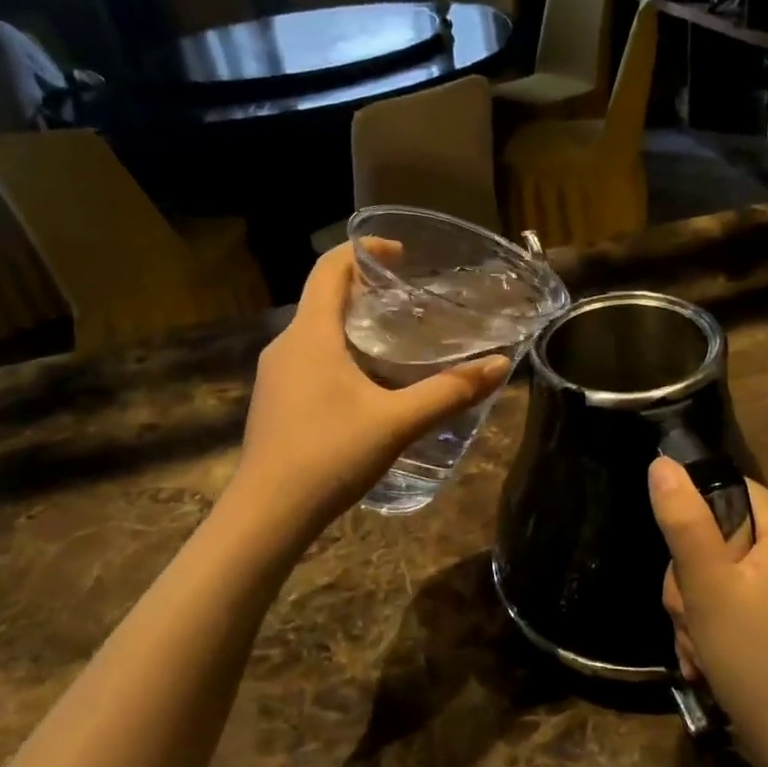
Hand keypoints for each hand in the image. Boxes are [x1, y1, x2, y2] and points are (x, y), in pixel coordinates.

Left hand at [234, 244, 508, 538]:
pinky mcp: (275, 400)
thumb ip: (449, 392)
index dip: (364, 251)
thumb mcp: (397, 422)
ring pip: (317, 332)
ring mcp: (275, 374)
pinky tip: (369, 384)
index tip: (401, 255)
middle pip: (325, 298)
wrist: (267, 515)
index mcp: (311, 334)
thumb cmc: (329, 456)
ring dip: (354, 325)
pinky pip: (309, 358)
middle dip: (367, 291)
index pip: (330, 268)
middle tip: (412, 304)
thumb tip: (500, 365)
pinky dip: (340, 353)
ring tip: (398, 342)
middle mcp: (286, 345)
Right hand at [649, 460, 767, 766]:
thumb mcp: (708, 587)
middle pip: (721, 535)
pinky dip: (716, 626)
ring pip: (721, 573)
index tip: (685, 565)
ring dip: (697, 609)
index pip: (729, 490)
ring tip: (699, 648)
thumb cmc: (756, 660)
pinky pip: (738, 601)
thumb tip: (662, 463)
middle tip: (692, 617)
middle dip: (692, 580)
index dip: (695, 521)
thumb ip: (683, 522)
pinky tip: (707, 660)